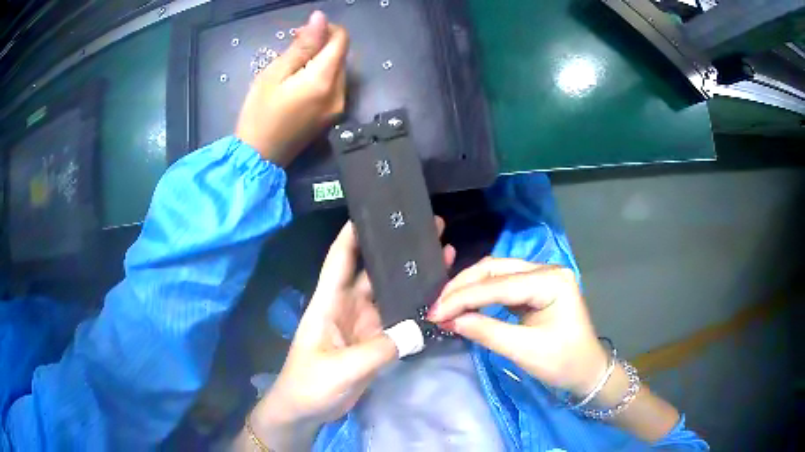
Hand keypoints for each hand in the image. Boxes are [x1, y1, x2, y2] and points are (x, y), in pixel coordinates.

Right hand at [235, 11, 347, 165]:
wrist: (259, 158)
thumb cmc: (259, 114)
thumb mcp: (275, 74)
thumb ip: (302, 45)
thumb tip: (320, 18)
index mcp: (324, 80)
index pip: (341, 41)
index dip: (327, 29)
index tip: (303, 32)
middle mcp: (340, 93)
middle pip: (341, 55)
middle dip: (322, 44)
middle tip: (293, 47)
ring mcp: (339, 107)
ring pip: (339, 70)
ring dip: (322, 60)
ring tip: (294, 65)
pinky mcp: (333, 116)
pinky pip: (334, 86)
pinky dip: (322, 76)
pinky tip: (301, 81)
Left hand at [247, 219, 454, 450]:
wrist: (306, 411)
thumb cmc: (310, 384)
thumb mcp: (341, 368)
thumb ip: (379, 349)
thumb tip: (418, 328)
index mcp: (328, 302)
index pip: (340, 258)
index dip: (354, 232)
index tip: (378, 209)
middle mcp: (347, 306)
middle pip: (375, 271)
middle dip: (399, 251)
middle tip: (431, 229)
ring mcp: (362, 324)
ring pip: (390, 294)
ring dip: (412, 279)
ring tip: (442, 256)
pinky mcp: (373, 342)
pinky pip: (397, 320)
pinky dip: (414, 310)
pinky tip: (436, 299)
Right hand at [428, 258, 606, 396]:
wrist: (587, 371)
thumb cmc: (563, 362)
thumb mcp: (523, 350)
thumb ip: (485, 331)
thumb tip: (448, 320)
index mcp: (551, 281)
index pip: (499, 284)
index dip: (463, 298)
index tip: (434, 312)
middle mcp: (546, 269)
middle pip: (495, 269)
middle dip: (463, 287)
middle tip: (436, 307)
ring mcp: (541, 276)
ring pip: (496, 273)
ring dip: (469, 288)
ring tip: (445, 305)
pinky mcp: (535, 287)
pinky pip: (501, 284)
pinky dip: (480, 294)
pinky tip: (465, 304)